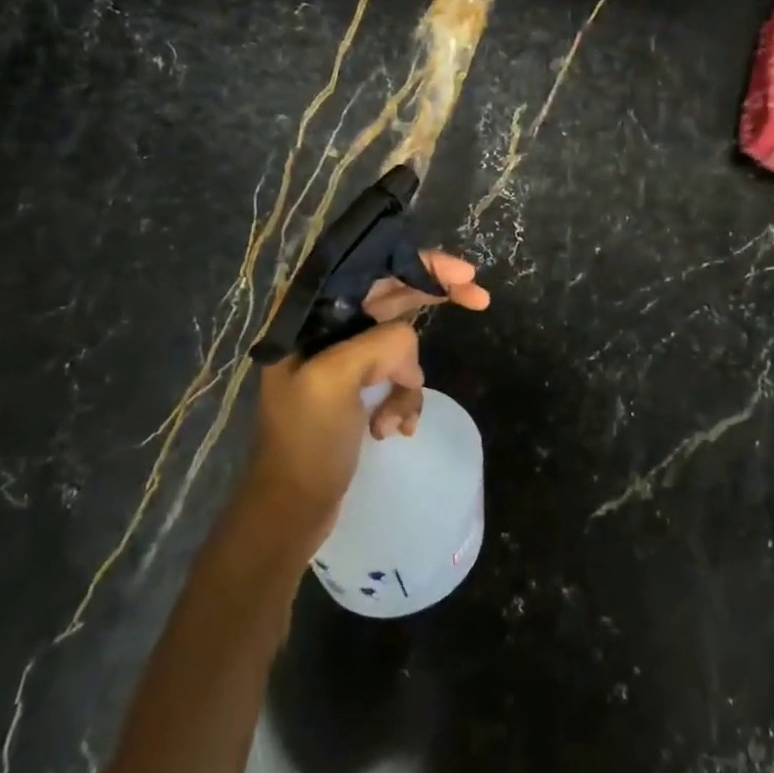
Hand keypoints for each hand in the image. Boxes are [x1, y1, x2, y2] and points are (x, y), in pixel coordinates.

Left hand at [244, 252, 488, 539]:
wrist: (293, 509)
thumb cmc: (306, 443)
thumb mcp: (334, 382)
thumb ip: (378, 344)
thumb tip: (409, 346)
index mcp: (310, 316)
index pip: (371, 268)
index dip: (420, 263)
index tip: (464, 273)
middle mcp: (326, 328)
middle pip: (392, 295)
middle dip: (433, 299)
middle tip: (480, 298)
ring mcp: (343, 358)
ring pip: (401, 343)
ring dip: (409, 378)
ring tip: (396, 417)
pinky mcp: (358, 386)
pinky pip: (399, 375)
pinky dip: (404, 400)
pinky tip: (394, 429)